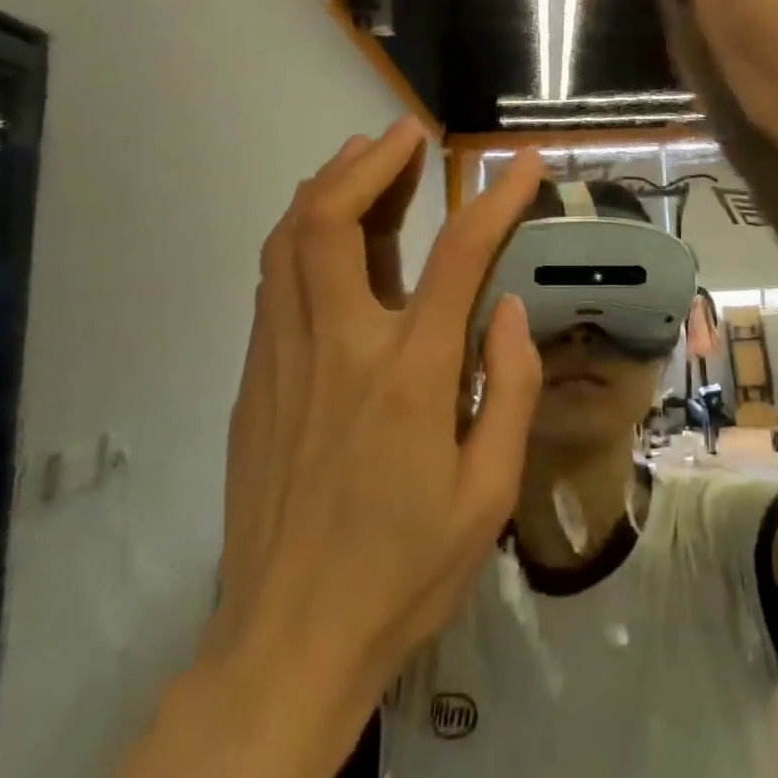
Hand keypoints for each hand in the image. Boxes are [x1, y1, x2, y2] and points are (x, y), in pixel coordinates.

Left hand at [77, 128, 545, 777]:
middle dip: (372, 162)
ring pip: (289, 242)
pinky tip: (327, 231)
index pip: (459, 256)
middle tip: (406, 133)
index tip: (522, 163)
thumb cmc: (403, 571)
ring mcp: (283, 359)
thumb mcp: (487, 494)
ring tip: (363, 156)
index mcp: (407, 375)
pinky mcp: (255, 380)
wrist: (287, 645)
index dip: (496, 198)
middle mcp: (337, 347)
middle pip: (334, 221)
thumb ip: (506, 389)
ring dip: (327, 185)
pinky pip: (275, 281)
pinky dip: (302, 234)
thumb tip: (508, 309)